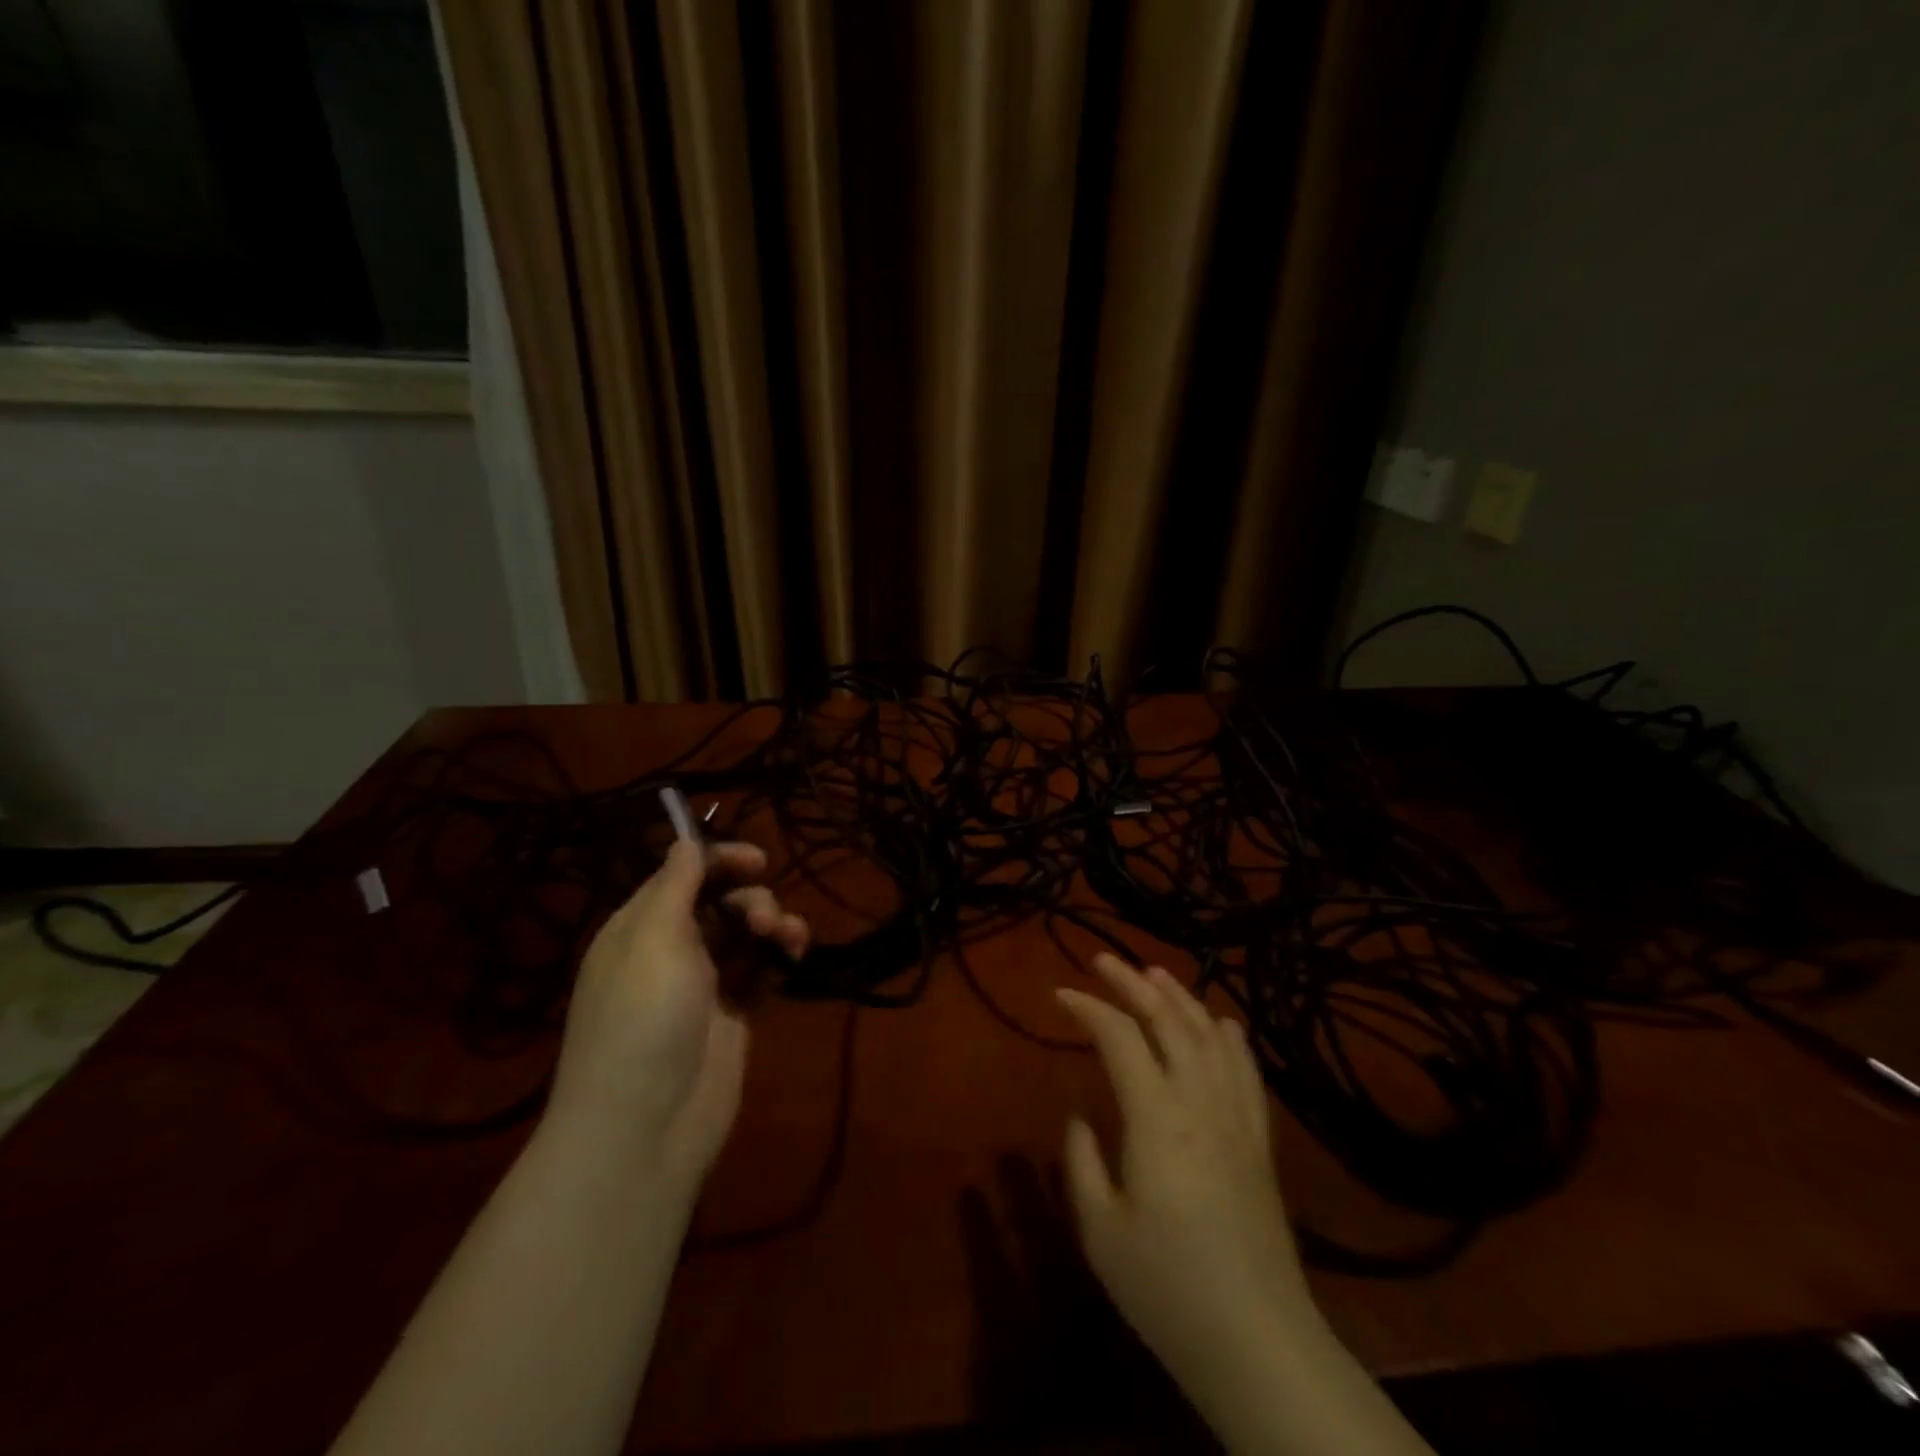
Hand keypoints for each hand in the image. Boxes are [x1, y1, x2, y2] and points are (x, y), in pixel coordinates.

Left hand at [549, 839, 808, 1187]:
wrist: (647, 1126)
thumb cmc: (644, 1019)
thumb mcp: (654, 938)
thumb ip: (676, 885)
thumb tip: (685, 841)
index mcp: (639, 927)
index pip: (682, 875)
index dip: (719, 860)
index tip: (758, 860)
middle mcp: (670, 949)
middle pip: (718, 901)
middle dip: (749, 898)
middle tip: (763, 918)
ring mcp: (703, 984)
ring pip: (745, 933)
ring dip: (771, 924)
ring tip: (787, 939)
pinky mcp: (733, 1014)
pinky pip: (760, 969)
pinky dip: (778, 956)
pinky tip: (795, 957)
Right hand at [1056, 954, 1318, 1392]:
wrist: (1258, 1342)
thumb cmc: (1167, 1289)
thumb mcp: (1100, 1229)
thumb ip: (1081, 1161)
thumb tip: (1080, 1115)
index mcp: (1157, 1117)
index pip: (1120, 1037)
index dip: (1089, 1008)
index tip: (1061, 994)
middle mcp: (1200, 1101)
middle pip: (1168, 1021)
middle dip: (1132, 983)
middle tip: (1103, 959)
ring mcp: (1237, 1119)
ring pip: (1209, 1035)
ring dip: (1180, 997)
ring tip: (1154, 972)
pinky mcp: (1260, 1142)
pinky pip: (1246, 1071)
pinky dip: (1230, 1037)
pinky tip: (1221, 1022)